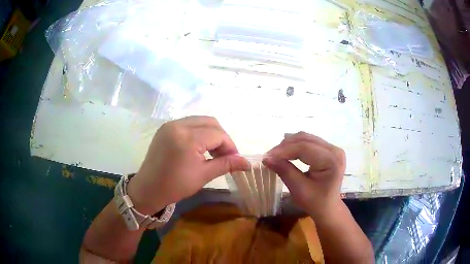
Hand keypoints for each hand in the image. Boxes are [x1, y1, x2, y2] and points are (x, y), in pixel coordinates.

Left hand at [127, 116, 249, 214]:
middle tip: (225, 155)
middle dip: (222, 137)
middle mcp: (178, 125)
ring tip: (213, 151)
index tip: (235, 160)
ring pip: (200, 121)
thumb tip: (247, 163)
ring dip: (211, 133)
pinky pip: (188, 124)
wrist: (148, 189)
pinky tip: (199, 147)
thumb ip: (226, 164)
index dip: (230, 146)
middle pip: (210, 122)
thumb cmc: (175, 186)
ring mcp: (170, 125)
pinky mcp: (165, 128)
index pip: (218, 134)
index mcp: (187, 138)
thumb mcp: (203, 175)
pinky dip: (199, 132)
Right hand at [263, 132, 345, 218]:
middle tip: (269, 156)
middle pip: (305, 139)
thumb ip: (285, 171)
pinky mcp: (328, 150)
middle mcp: (334, 150)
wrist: (328, 207)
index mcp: (331, 160)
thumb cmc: (315, 202)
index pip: (305, 147)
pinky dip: (295, 146)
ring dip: (289, 144)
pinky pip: (309, 142)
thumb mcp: (299, 189)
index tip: (267, 156)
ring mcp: (332, 148)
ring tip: (275, 155)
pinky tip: (286, 152)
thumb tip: (266, 158)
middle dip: (285, 146)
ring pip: (306, 138)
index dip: (284, 150)